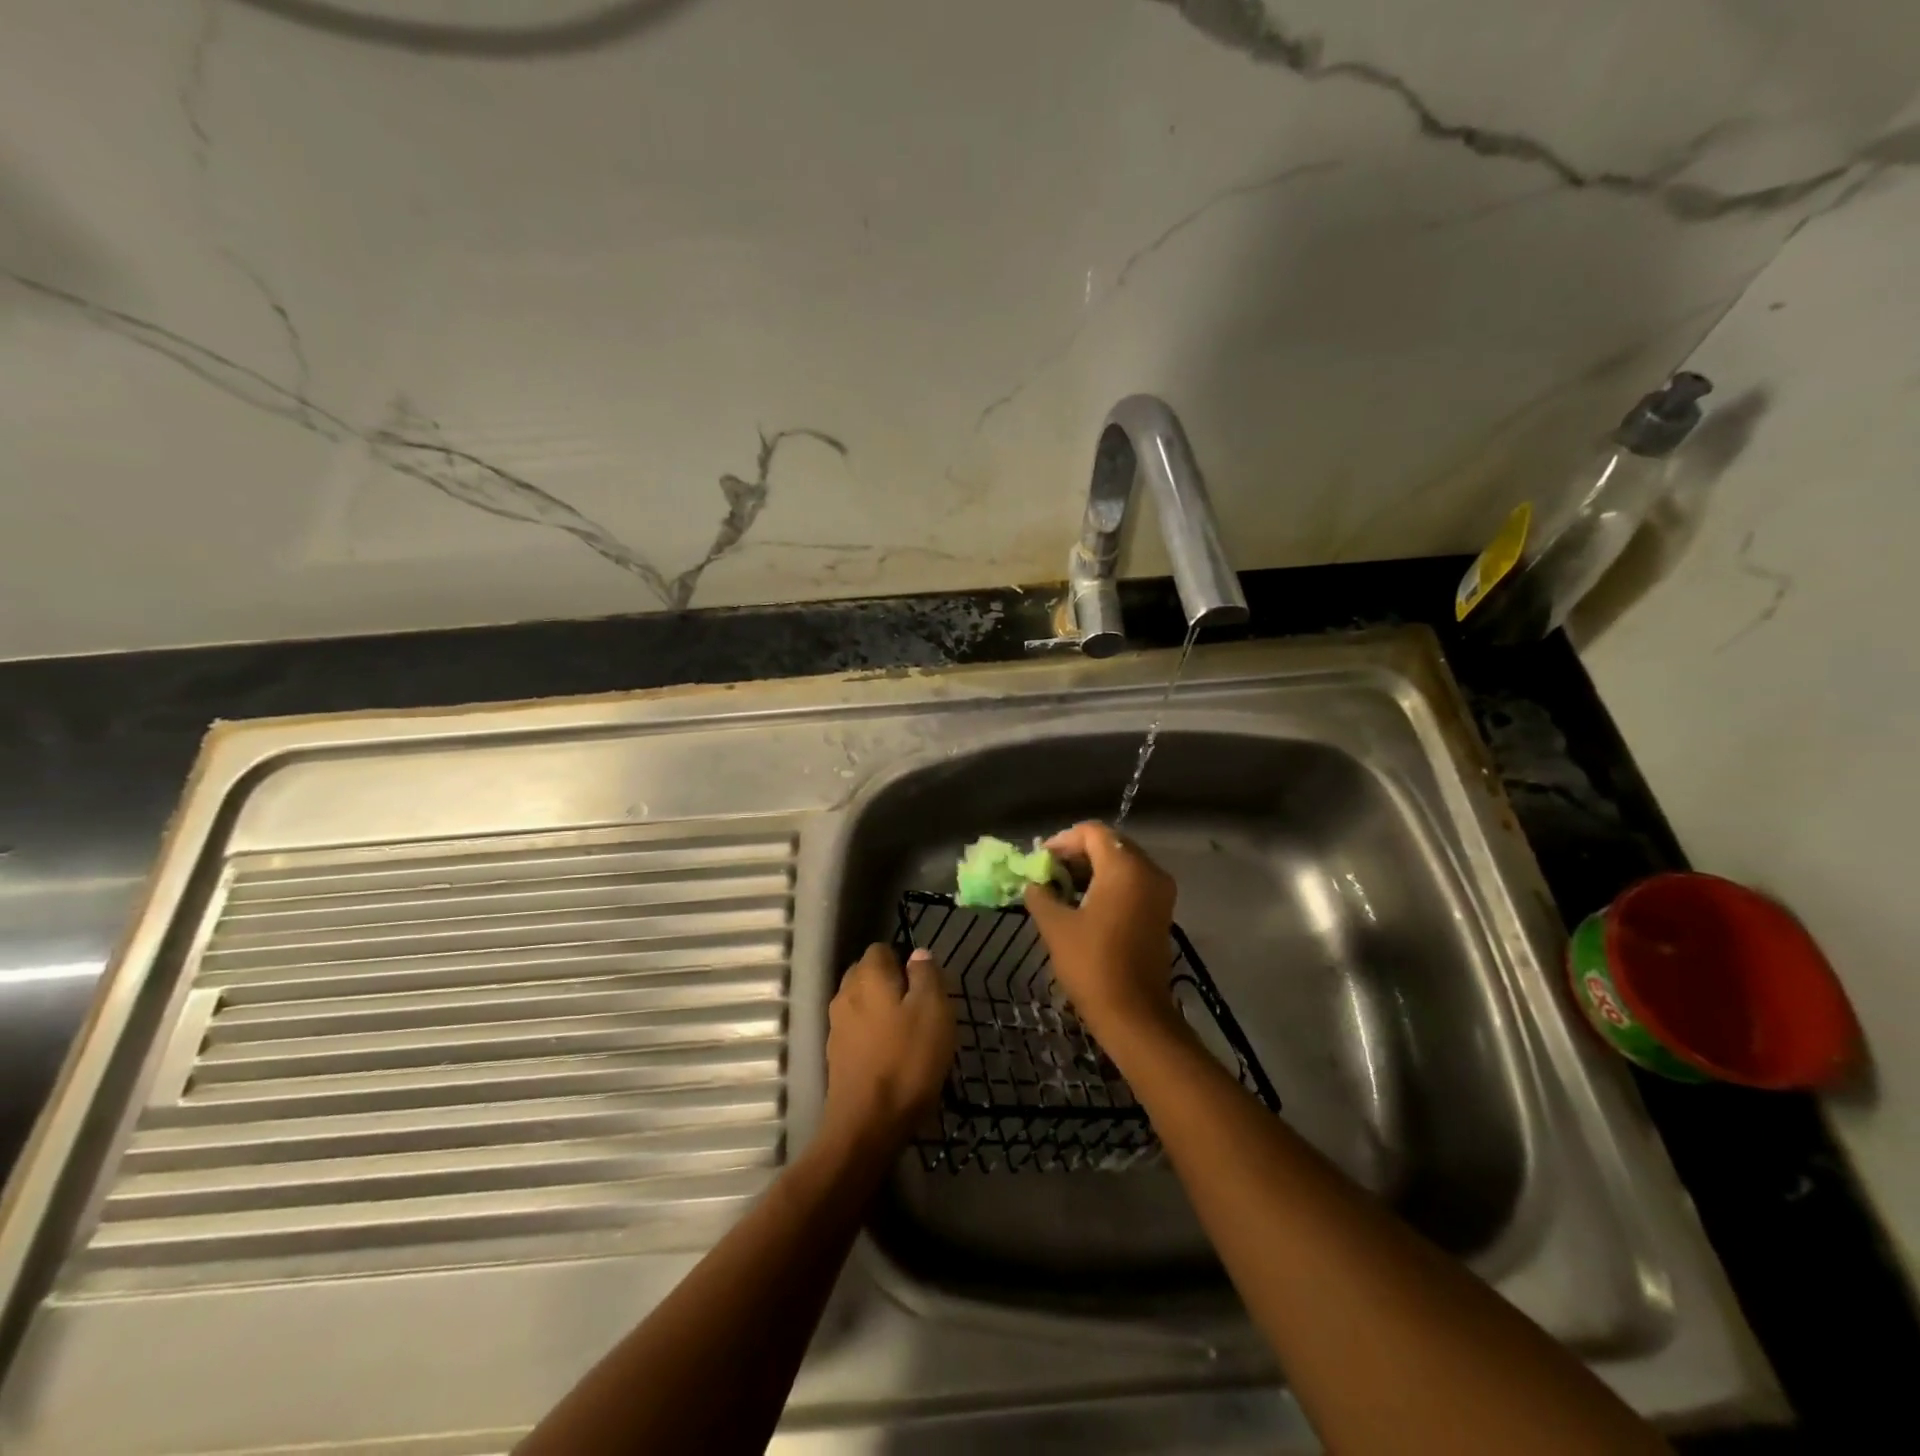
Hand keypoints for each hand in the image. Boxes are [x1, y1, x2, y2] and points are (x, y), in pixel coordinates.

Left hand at [821, 943, 955, 1154]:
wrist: (867, 1125)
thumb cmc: (907, 1060)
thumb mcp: (934, 1011)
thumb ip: (927, 976)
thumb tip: (918, 954)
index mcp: (868, 976)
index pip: (881, 949)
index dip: (904, 961)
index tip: (925, 985)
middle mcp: (845, 993)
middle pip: (868, 975)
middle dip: (891, 984)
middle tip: (920, 1008)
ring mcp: (836, 1026)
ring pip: (862, 1004)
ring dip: (882, 1011)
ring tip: (909, 1034)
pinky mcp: (835, 1055)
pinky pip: (857, 1031)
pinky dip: (873, 1036)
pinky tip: (892, 1056)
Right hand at [1024, 822, 1182, 1049]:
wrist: (1135, 1015)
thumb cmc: (1092, 965)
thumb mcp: (1055, 925)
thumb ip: (1041, 894)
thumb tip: (1034, 883)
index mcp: (1125, 867)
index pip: (1092, 832)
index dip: (1062, 840)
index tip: (1040, 861)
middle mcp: (1149, 871)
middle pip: (1109, 844)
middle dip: (1076, 854)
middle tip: (1048, 873)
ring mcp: (1160, 892)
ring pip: (1122, 863)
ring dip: (1091, 870)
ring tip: (1061, 889)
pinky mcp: (1161, 912)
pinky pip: (1133, 882)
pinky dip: (1108, 884)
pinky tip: (1083, 904)